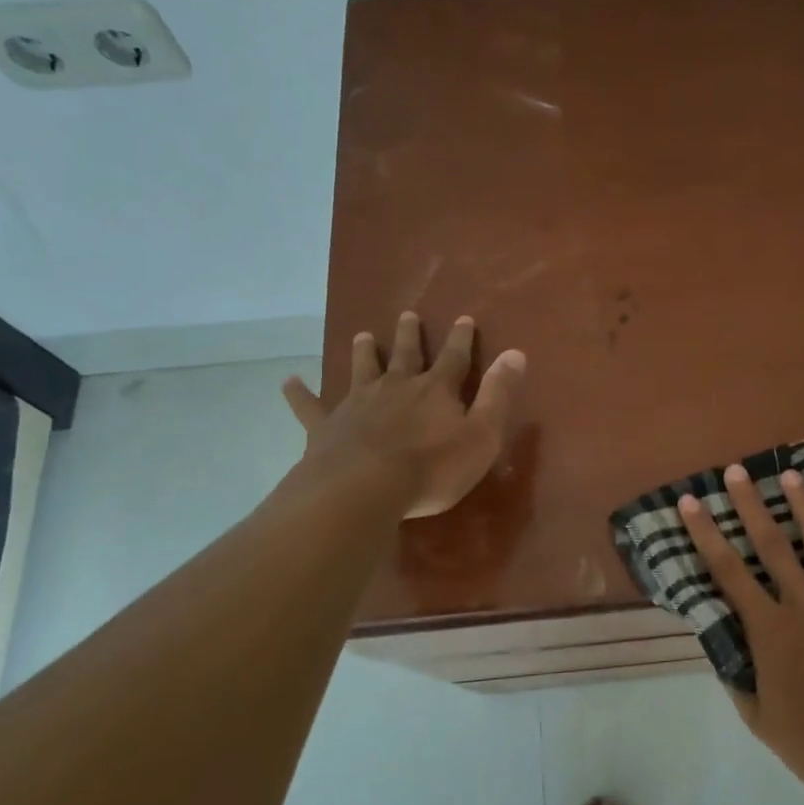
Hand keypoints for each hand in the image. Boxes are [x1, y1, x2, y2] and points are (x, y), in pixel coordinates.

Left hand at [281, 312, 525, 518]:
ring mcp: (357, 404)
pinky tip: (288, 381)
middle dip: (409, 336)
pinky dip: (299, 393)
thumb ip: (498, 394)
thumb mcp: (482, 435)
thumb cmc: (432, 468)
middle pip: (405, 355)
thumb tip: (516, 353)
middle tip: (407, 315)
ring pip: (361, 370)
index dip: (461, 339)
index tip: (463, 318)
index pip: (454, 358)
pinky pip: (310, 407)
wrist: (364, 489)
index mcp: (435, 390)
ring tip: (361, 335)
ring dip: (363, 352)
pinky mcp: (326, 427)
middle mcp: (396, 387)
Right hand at [680, 465, 803, 801]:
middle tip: (737, 471)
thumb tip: (723, 651)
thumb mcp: (762, 722)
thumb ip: (739, 682)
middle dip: (751, 505)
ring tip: (792, 477)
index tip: (691, 503)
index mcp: (772, 632)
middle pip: (774, 545)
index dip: (706, 535)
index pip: (729, 573)